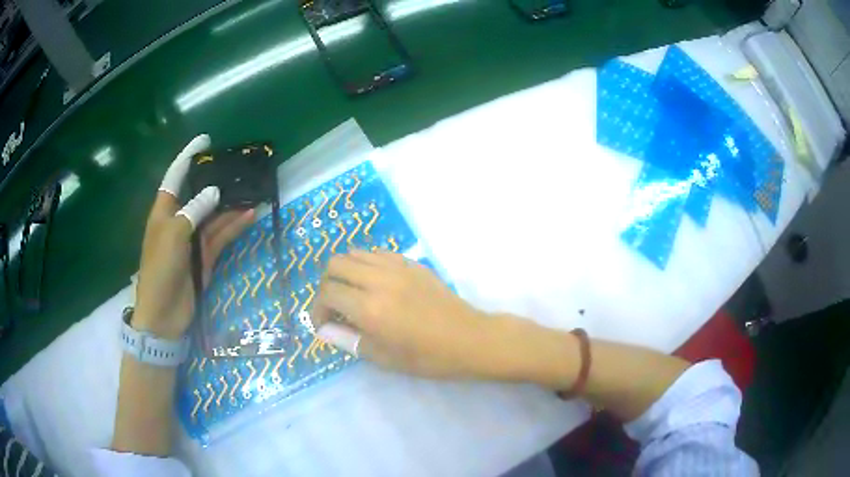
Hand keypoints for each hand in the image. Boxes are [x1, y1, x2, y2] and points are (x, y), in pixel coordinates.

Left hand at [133, 135, 253, 338]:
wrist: (163, 314)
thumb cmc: (160, 270)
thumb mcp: (173, 235)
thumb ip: (194, 211)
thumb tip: (215, 192)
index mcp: (164, 211)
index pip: (176, 176)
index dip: (188, 156)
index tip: (205, 140)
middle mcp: (179, 220)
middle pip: (199, 194)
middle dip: (217, 180)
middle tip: (238, 165)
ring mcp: (193, 239)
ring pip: (215, 216)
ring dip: (232, 205)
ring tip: (253, 190)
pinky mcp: (205, 257)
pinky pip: (221, 236)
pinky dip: (235, 227)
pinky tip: (250, 216)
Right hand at [312, 250, 507, 378]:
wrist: (469, 339)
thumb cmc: (427, 356)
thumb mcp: (384, 357)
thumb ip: (348, 340)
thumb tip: (324, 330)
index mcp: (370, 307)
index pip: (328, 293)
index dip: (318, 309)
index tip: (325, 324)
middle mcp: (379, 280)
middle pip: (335, 264)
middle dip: (327, 284)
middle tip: (336, 306)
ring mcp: (397, 267)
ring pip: (355, 253)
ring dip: (346, 271)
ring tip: (353, 293)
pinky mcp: (412, 262)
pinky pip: (378, 253)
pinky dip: (367, 264)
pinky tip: (375, 283)